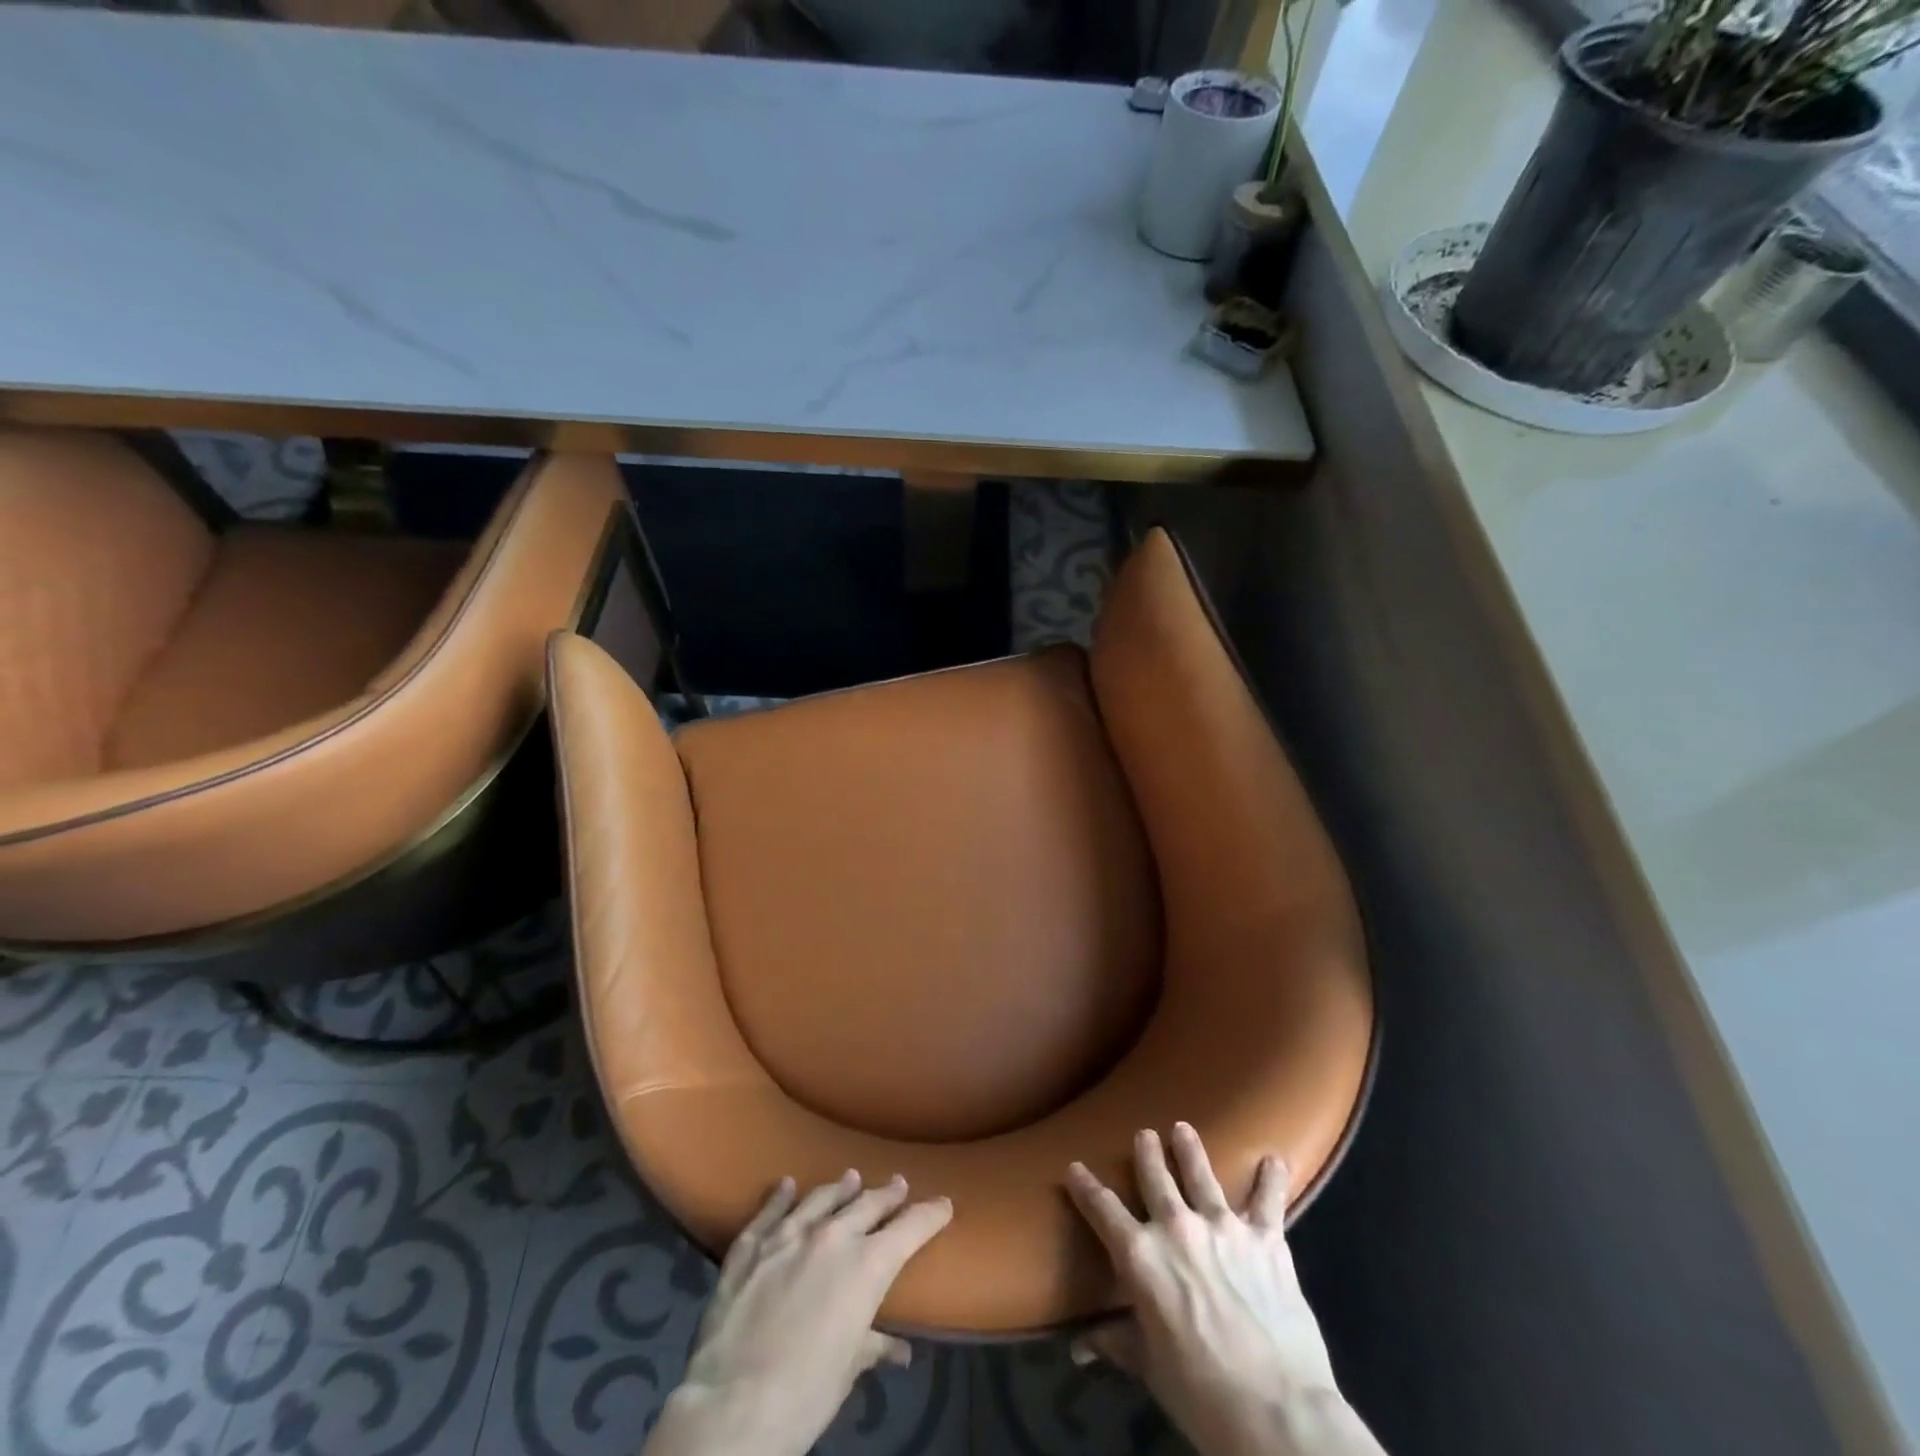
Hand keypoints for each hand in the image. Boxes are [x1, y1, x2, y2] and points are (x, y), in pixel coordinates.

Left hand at [645, 1171, 951, 1455]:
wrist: (732, 1406)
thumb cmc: (804, 1395)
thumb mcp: (847, 1370)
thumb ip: (872, 1346)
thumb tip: (899, 1350)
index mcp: (866, 1265)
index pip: (910, 1229)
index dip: (930, 1214)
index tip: (943, 1204)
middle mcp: (831, 1237)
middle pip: (867, 1205)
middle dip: (887, 1195)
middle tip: (899, 1184)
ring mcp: (787, 1236)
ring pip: (821, 1199)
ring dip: (839, 1188)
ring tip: (851, 1177)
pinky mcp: (750, 1247)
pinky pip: (769, 1212)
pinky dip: (779, 1197)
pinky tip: (786, 1184)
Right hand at [1067, 1125, 1374, 1455]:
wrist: (1278, 1413)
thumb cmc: (1203, 1396)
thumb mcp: (1151, 1368)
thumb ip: (1117, 1343)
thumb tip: (1078, 1347)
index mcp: (1141, 1257)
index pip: (1103, 1210)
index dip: (1085, 1187)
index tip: (1074, 1167)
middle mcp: (1176, 1228)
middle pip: (1154, 1177)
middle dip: (1146, 1152)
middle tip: (1144, 1134)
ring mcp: (1222, 1227)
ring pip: (1201, 1173)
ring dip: (1190, 1149)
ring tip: (1184, 1129)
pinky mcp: (1265, 1238)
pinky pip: (1268, 1200)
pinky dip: (1271, 1178)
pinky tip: (1275, 1159)